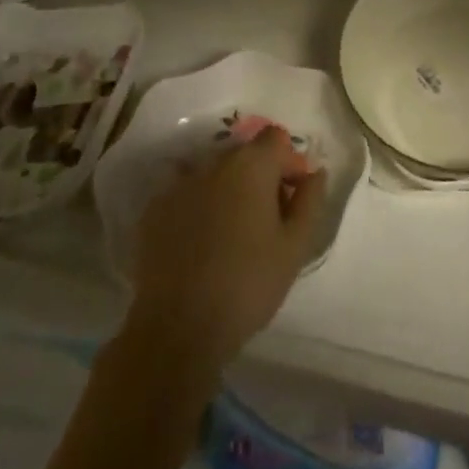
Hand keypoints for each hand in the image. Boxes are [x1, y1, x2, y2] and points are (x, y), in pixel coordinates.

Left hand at [127, 126, 327, 370]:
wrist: (178, 329)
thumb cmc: (248, 284)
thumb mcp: (295, 246)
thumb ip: (310, 201)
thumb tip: (315, 173)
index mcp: (250, 165)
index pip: (276, 139)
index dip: (290, 162)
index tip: (293, 198)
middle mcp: (212, 163)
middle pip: (244, 154)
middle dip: (260, 177)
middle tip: (267, 220)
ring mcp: (178, 185)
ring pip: (213, 174)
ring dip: (228, 191)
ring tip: (232, 233)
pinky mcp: (153, 211)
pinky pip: (185, 195)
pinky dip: (198, 208)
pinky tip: (201, 244)